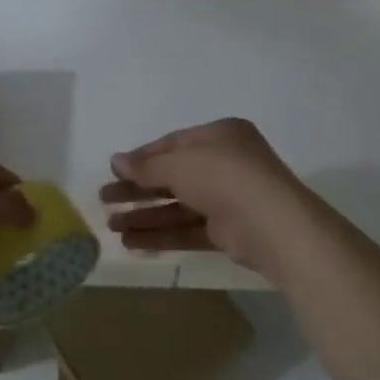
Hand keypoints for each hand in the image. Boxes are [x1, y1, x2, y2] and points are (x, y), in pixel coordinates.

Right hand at [102, 118, 317, 282]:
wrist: (274, 226)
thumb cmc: (224, 177)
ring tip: (112, 226)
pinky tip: (133, 242)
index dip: (141, 158)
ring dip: (145, 215)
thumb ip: (146, 166)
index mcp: (219, 136)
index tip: (114, 172)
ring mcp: (229, 199)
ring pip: (178, 206)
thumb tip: (116, 161)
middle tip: (105, 200)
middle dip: (138, 190)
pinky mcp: (229, 232)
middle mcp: (225, 164)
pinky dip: (162, 235)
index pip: (172, 145)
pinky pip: (189, 230)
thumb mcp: (178, 164)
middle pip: (172, 176)